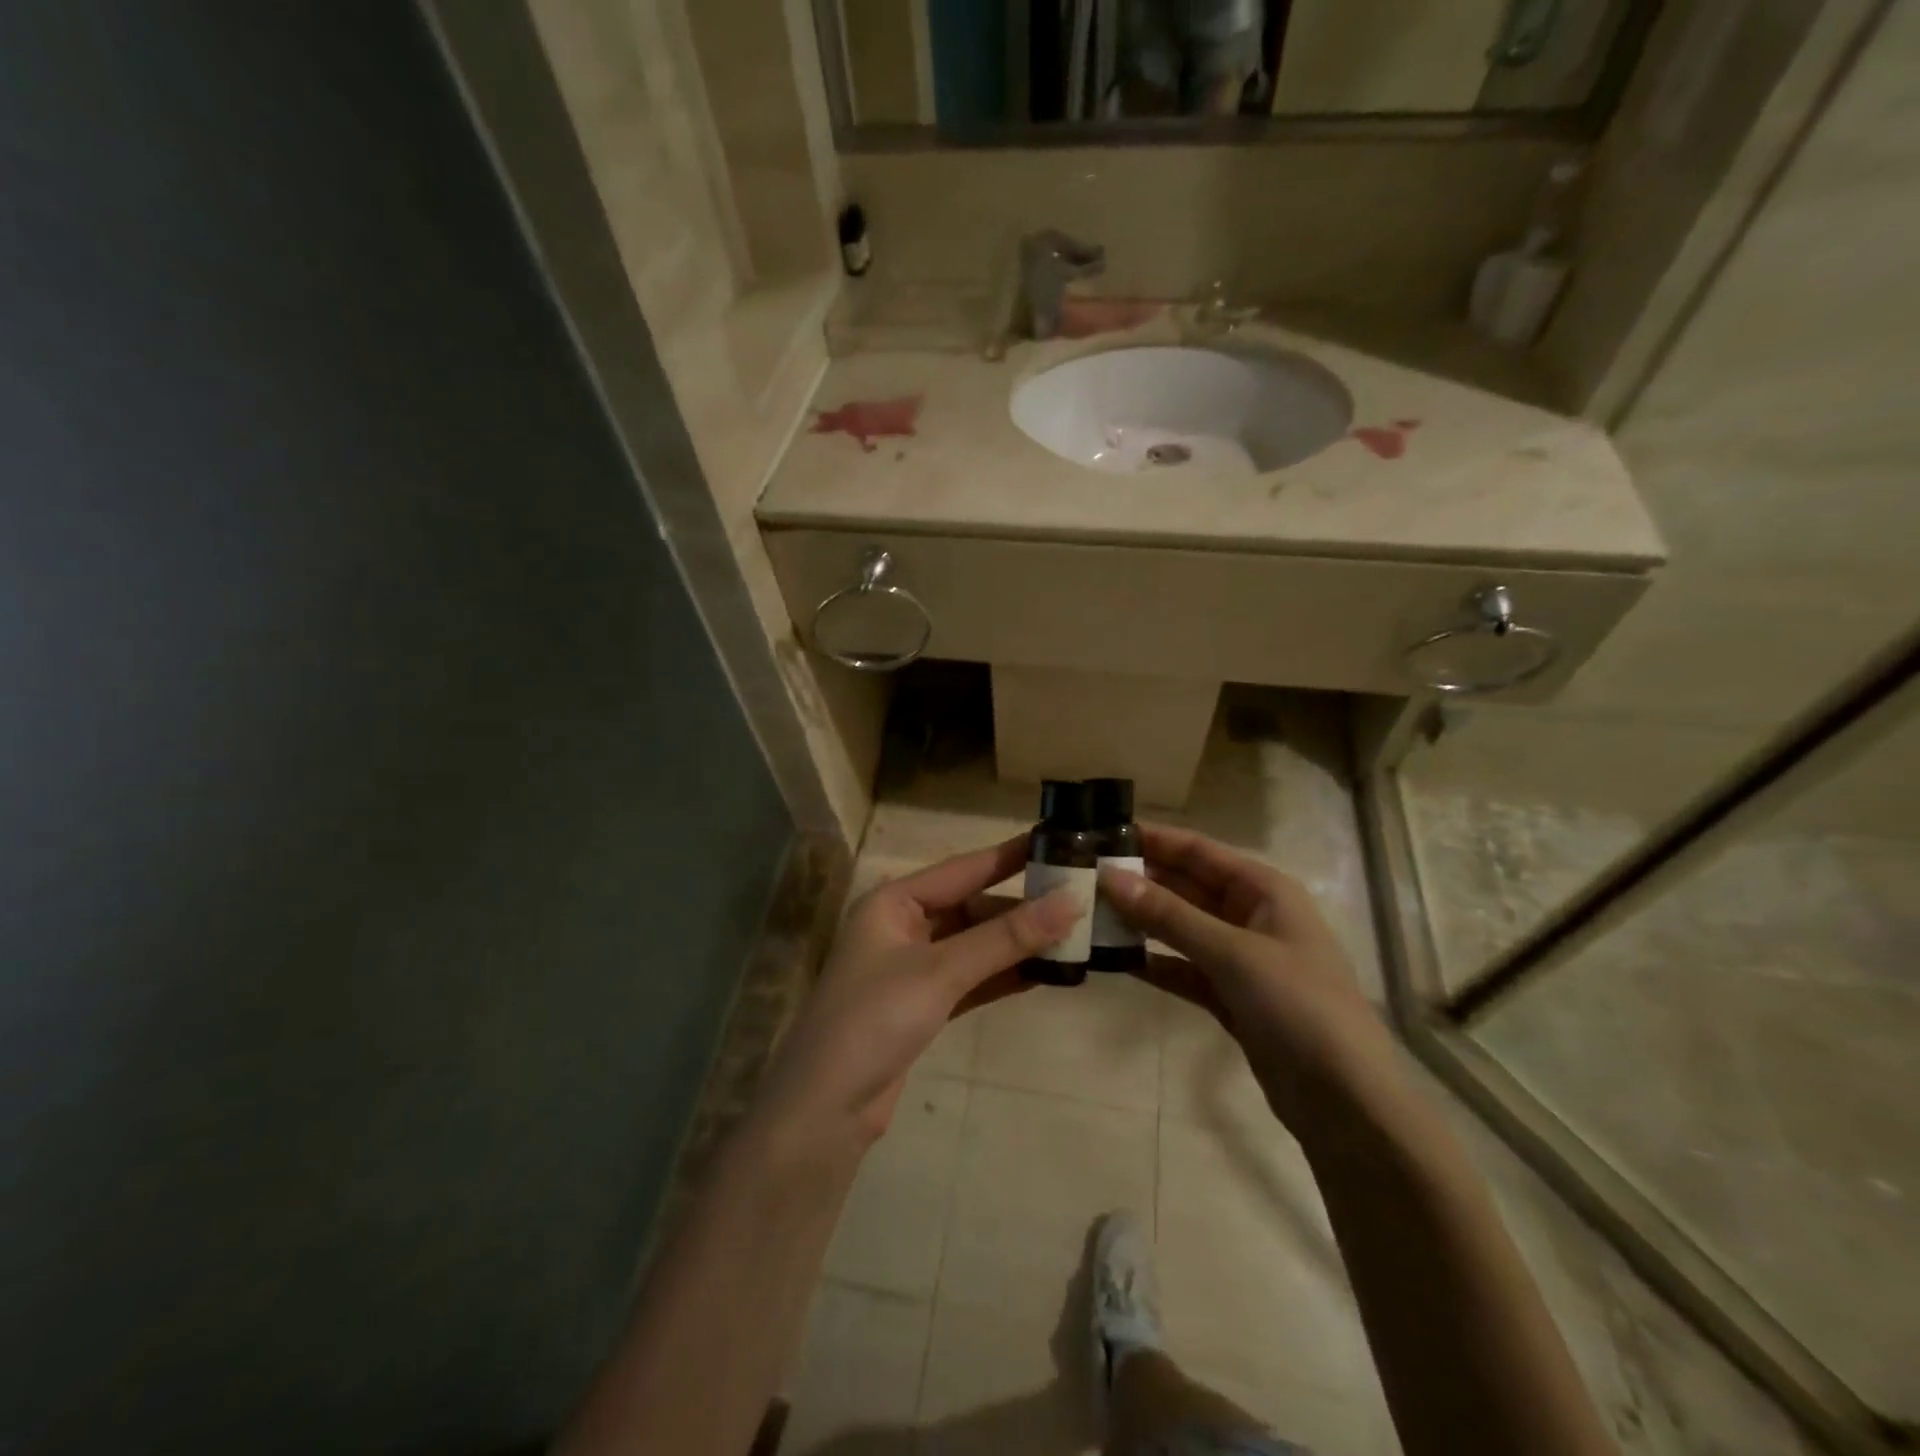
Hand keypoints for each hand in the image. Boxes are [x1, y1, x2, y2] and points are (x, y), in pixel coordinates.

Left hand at [754, 835, 1077, 1156]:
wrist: (824, 1110)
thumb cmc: (875, 1020)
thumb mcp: (941, 972)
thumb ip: (1006, 938)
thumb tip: (1070, 901)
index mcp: (893, 902)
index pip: (963, 869)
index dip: (1010, 857)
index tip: (1057, 842)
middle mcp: (901, 926)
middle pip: (970, 908)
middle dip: (1020, 908)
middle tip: (1077, 901)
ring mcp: (910, 968)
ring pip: (973, 945)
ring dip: (1015, 944)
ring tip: (1073, 937)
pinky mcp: (921, 1005)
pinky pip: (970, 978)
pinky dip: (1001, 975)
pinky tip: (1042, 973)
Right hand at [1099, 823, 1398, 1128]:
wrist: (1345, 1100)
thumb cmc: (1297, 1005)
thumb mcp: (1232, 953)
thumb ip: (1168, 915)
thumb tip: (1110, 877)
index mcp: (1263, 890)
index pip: (1198, 851)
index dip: (1153, 839)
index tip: (1102, 832)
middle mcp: (1252, 916)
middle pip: (1186, 886)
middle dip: (1141, 880)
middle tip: (1085, 875)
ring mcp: (1241, 958)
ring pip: (1181, 928)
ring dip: (1143, 921)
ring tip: (1091, 913)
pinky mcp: (1231, 997)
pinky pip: (1184, 969)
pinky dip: (1156, 964)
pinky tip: (1118, 961)